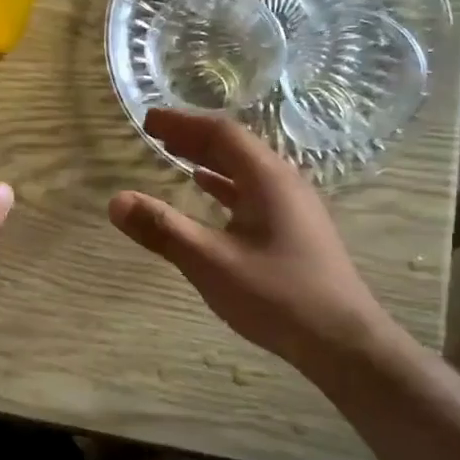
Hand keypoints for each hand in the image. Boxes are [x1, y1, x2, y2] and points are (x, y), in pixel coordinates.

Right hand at [108, 110, 409, 381]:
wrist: (343, 340)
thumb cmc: (276, 296)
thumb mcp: (211, 262)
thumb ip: (163, 230)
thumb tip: (116, 200)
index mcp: (267, 178)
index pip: (221, 133)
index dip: (182, 123)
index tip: (148, 119)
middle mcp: (284, 182)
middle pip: (235, 146)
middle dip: (193, 137)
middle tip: (156, 133)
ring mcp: (294, 205)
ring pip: (245, 168)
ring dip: (209, 159)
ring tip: (175, 155)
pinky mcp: (296, 228)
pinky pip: (254, 191)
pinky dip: (225, 184)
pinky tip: (208, 191)